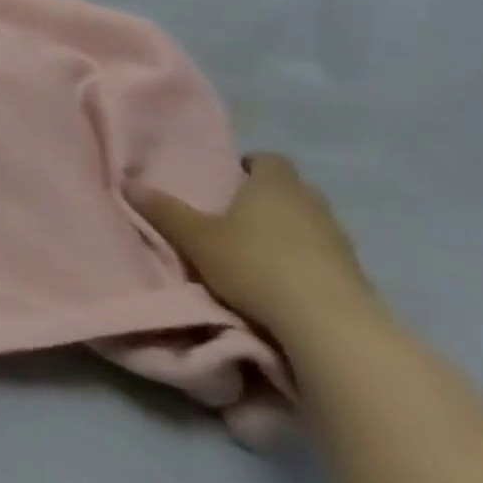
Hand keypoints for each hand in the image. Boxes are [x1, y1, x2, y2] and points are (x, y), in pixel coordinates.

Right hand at [133, 153, 377, 345]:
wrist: (328, 322)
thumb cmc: (254, 264)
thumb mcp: (195, 238)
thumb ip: (164, 211)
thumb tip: (128, 183)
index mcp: (275, 186)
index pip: (270, 160)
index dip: (251, 164)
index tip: (230, 175)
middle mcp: (312, 204)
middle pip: (292, 189)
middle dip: (268, 196)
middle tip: (236, 211)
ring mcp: (340, 238)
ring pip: (310, 221)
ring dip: (289, 228)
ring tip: (257, 246)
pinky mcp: (355, 273)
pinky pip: (324, 253)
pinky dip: (305, 257)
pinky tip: (283, 276)